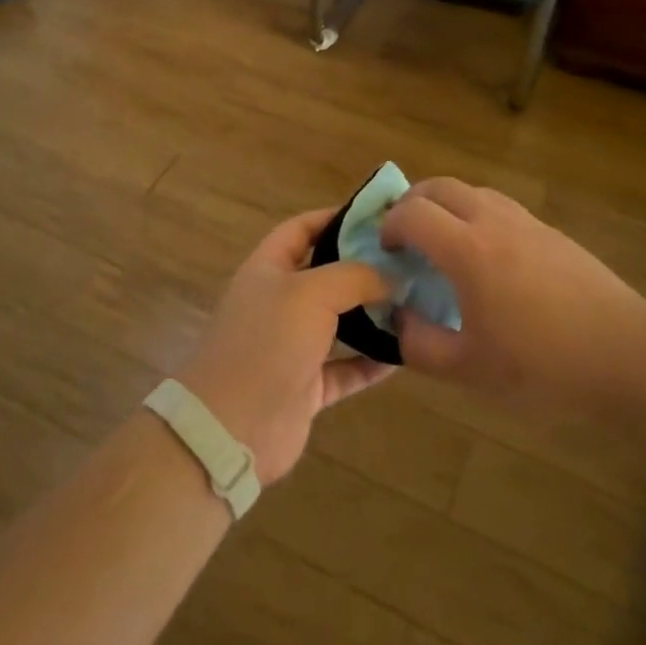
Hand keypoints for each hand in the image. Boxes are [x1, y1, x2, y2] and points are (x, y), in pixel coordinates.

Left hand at [177, 208, 394, 484]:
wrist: (231, 428)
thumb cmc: (267, 342)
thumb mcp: (311, 293)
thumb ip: (354, 276)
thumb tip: (392, 275)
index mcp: (268, 269)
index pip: (301, 229)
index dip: (334, 217)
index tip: (377, 216)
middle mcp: (278, 302)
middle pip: (324, 274)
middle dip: (362, 267)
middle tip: (408, 260)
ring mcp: (291, 347)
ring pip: (338, 323)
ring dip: (371, 315)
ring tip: (414, 302)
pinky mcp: (305, 387)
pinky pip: (345, 368)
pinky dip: (371, 362)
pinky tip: (404, 355)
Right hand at [380, 177, 645, 416]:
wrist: (627, 356)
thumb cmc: (543, 367)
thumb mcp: (470, 370)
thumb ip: (420, 345)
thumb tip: (398, 320)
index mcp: (468, 250)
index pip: (413, 213)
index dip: (389, 225)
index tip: (386, 251)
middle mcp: (494, 221)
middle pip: (441, 186)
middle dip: (413, 202)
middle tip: (405, 236)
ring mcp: (528, 222)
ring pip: (474, 192)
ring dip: (447, 206)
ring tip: (443, 244)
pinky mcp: (553, 233)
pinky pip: (502, 208)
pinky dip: (478, 217)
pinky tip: (488, 260)